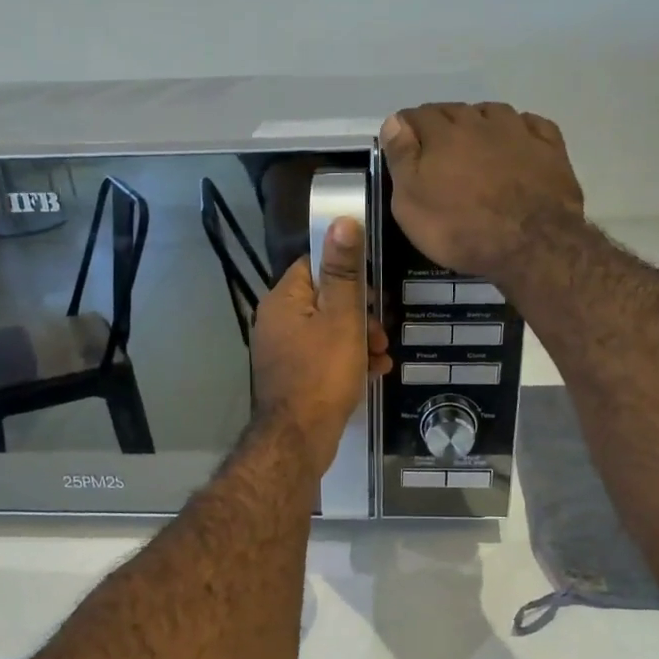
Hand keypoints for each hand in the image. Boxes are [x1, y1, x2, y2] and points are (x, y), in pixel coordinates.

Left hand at [252, 218, 390, 477]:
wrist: (298, 438)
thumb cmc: (322, 372)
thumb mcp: (341, 317)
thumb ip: (343, 271)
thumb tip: (341, 219)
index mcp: (283, 300)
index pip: (313, 266)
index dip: (347, 274)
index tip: (372, 291)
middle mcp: (276, 321)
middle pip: (324, 301)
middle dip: (360, 314)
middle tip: (382, 333)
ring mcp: (281, 352)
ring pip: (327, 332)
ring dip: (359, 340)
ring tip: (382, 357)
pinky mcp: (291, 377)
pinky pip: (322, 357)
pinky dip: (347, 361)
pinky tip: (372, 374)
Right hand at [380, 102, 584, 282]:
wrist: (532, 245)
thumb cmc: (461, 229)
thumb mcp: (411, 204)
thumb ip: (402, 159)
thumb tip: (394, 122)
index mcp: (443, 134)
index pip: (416, 116)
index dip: (405, 128)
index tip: (401, 145)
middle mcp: (480, 122)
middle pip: (454, 110)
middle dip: (440, 124)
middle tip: (435, 150)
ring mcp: (519, 132)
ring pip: (492, 112)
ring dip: (478, 122)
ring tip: (474, 144)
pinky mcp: (550, 148)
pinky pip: (530, 125)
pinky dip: (518, 129)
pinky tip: (516, 143)